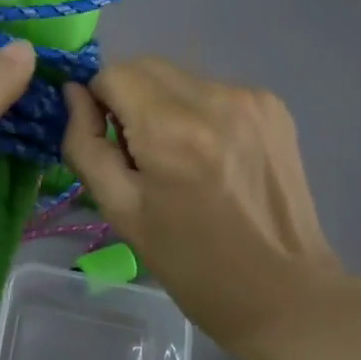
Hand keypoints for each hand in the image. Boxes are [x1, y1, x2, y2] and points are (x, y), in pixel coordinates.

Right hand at [62, 58, 356, 359]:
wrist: (286, 293)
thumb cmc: (192, 263)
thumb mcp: (121, 210)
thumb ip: (86, 144)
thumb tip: (74, 94)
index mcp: (172, 129)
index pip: (113, 73)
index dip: (101, 102)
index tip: (112, 143)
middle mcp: (215, 98)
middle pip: (146, 66)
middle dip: (129, 98)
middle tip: (141, 152)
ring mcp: (251, 99)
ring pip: (180, 77)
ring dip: (164, 103)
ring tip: (182, 158)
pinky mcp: (275, 107)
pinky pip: (214, 90)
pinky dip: (199, 112)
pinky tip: (214, 156)